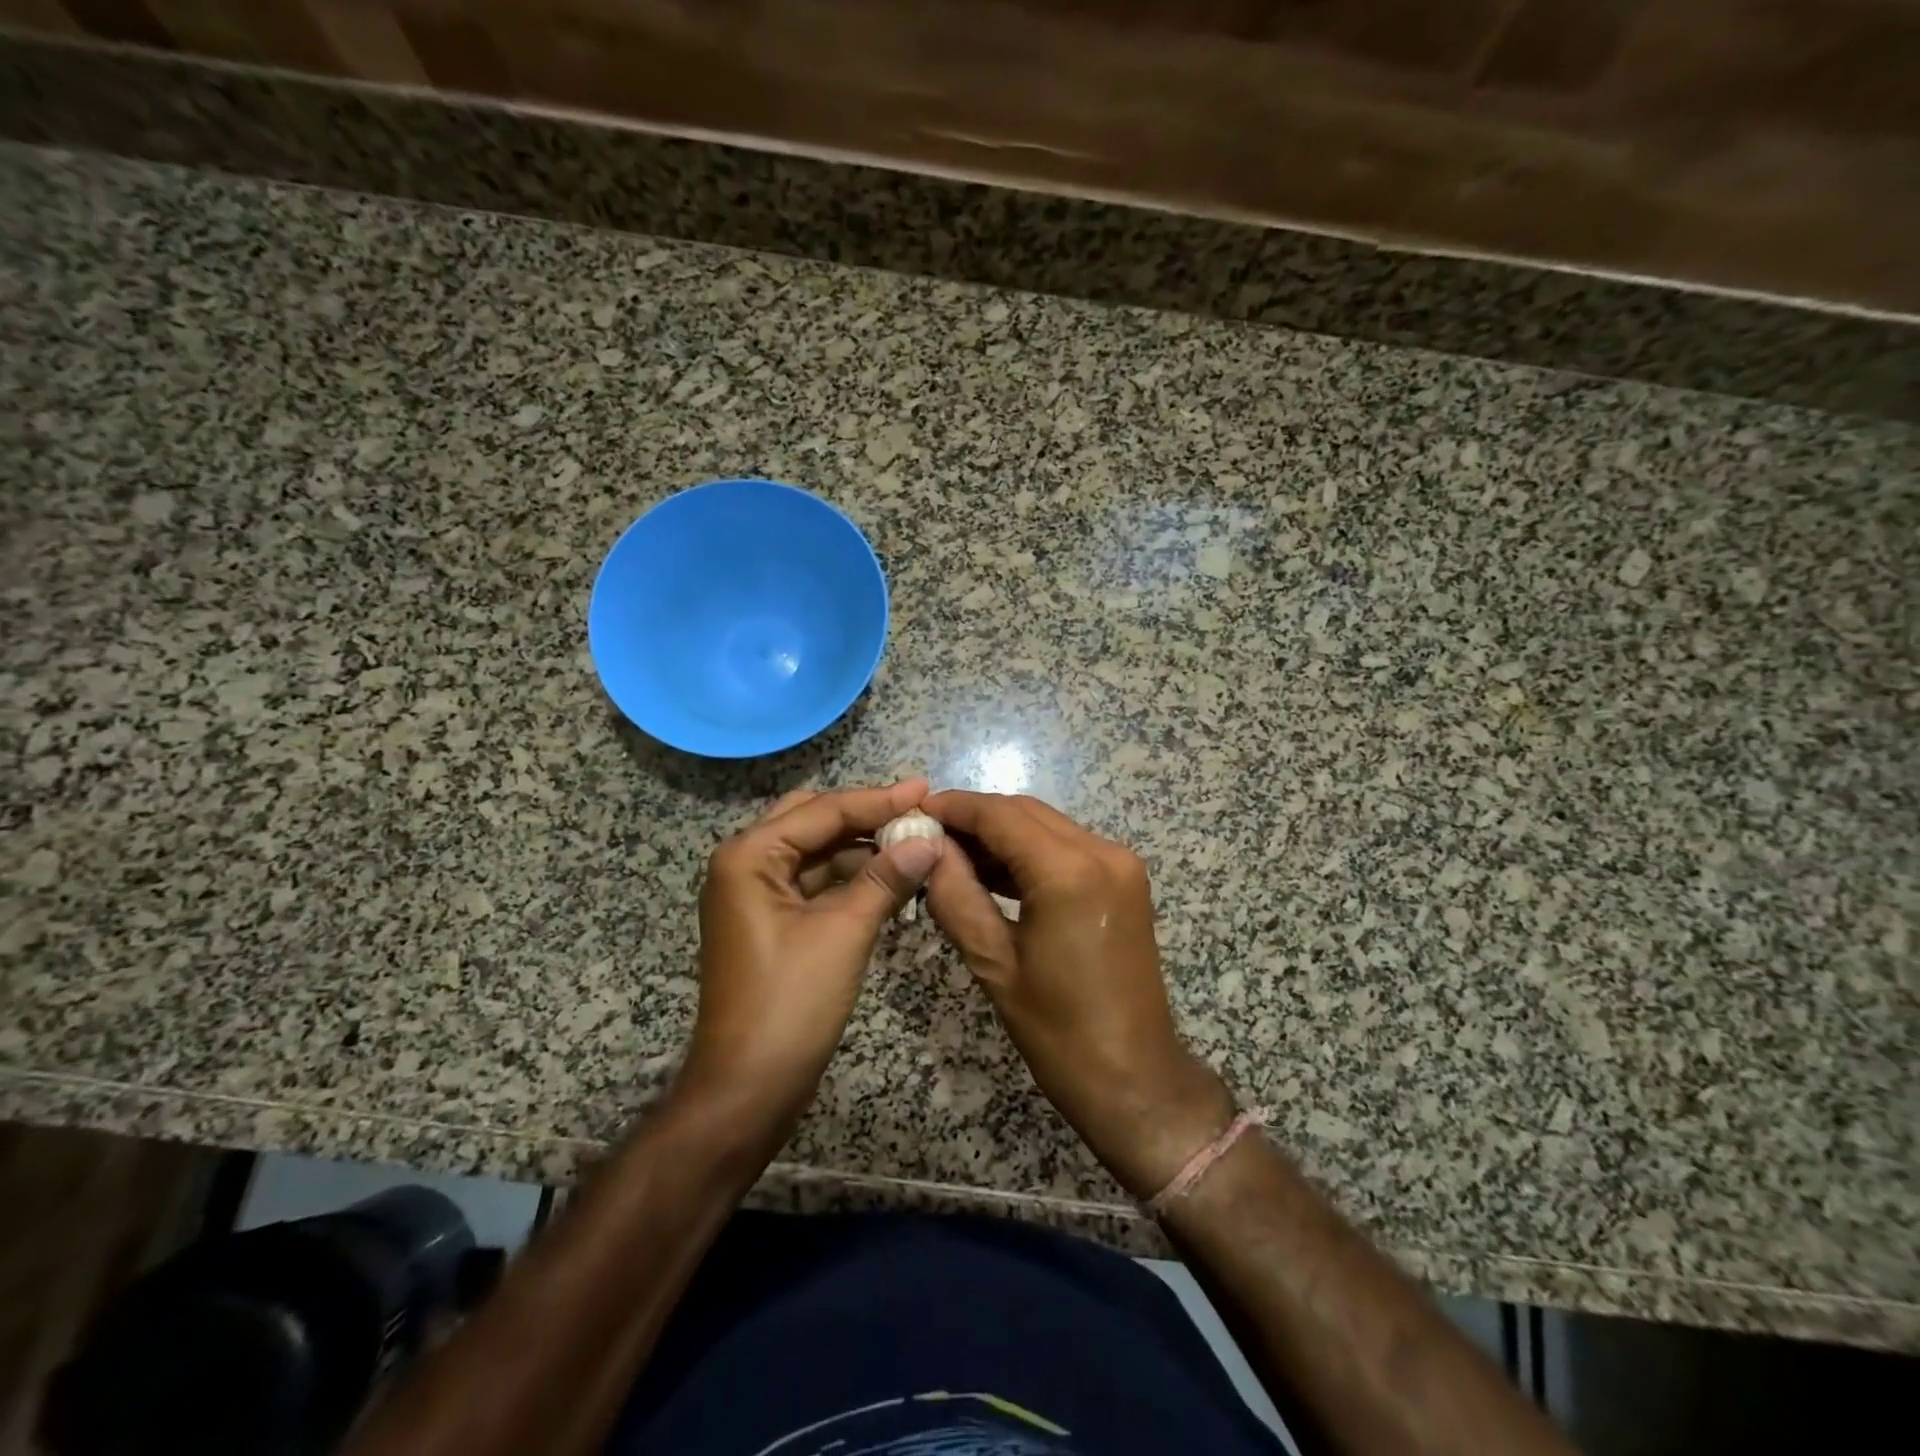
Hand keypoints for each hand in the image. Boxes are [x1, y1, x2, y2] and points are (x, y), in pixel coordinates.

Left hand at [682, 779, 941, 1141]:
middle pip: (813, 820)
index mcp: (749, 856)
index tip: (926, 789)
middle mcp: (746, 864)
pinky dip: (852, 878)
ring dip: (861, 848)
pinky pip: (816, 883)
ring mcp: (756, 895)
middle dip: (865, 815)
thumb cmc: (790, 1004)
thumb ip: (886, 879)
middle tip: (917, 811)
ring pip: (816, 852)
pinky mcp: (772, 922)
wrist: (747, 1090)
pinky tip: (891, 878)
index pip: (823, 810)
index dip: (878, 799)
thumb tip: (929, 841)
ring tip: (914, 843)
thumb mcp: (844, 933)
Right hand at [922, 791, 1233, 1198]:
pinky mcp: (1125, 880)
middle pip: (1026, 812)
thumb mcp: (993, 962)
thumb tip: (928, 848)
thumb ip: (955, 894)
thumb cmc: (1058, 1030)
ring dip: (1002, 833)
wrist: (1134, 1078)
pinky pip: (1068, 847)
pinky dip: (1030, 851)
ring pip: (1047, 825)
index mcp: (1070, 872)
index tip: (915, 810)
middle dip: (976, 817)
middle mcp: (1103, 851)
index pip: (1000, 815)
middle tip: (928, 834)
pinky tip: (994, 870)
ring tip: (952, 852)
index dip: (955, 807)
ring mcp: (1120, 864)